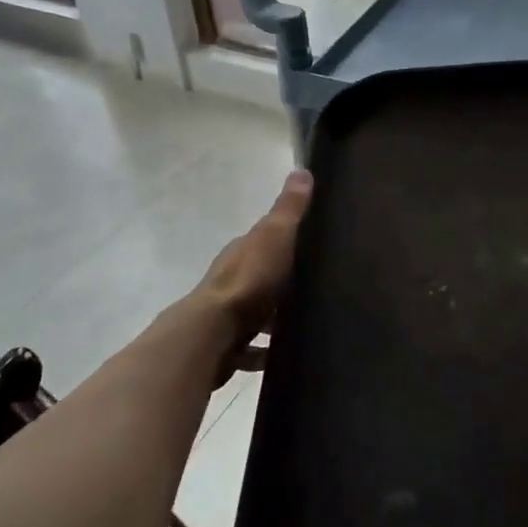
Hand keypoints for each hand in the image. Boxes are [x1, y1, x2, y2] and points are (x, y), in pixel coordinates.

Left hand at [190, 170, 312, 381]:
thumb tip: (302, 170)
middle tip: (314, 288)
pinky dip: (265, 350)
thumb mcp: (275, 236)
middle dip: (281, 282)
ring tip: (305, 323)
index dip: (283, 240)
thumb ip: (289, 209)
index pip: (262, 240)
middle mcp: (231, 280)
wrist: (213, 333)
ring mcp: (227, 314)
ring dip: (273, 317)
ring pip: (255, 313)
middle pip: (259, 277)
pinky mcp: (227, 346)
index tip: (309, 245)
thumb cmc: (248, 280)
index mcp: (242, 252)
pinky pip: (251, 347)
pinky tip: (283, 356)